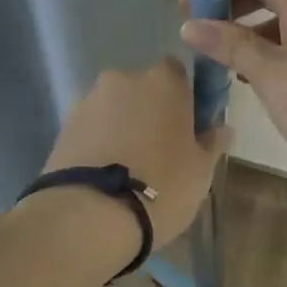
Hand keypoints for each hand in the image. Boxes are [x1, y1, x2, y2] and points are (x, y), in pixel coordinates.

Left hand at [43, 58, 231, 248]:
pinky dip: (99, 143)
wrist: (90, 215)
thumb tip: (222, 128)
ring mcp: (88, 101)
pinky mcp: (63, 126)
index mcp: (163, 80)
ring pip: (114, 108)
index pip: (178, 72)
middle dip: (150, 112)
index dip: (183, 97)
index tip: (188, 127)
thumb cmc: (162, 185)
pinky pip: (91, 128)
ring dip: (122, 127)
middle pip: (142, 89)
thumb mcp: (201, 171)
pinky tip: (105, 174)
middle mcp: (123, 79)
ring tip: (128, 169)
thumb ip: (212, 143)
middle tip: (160, 151)